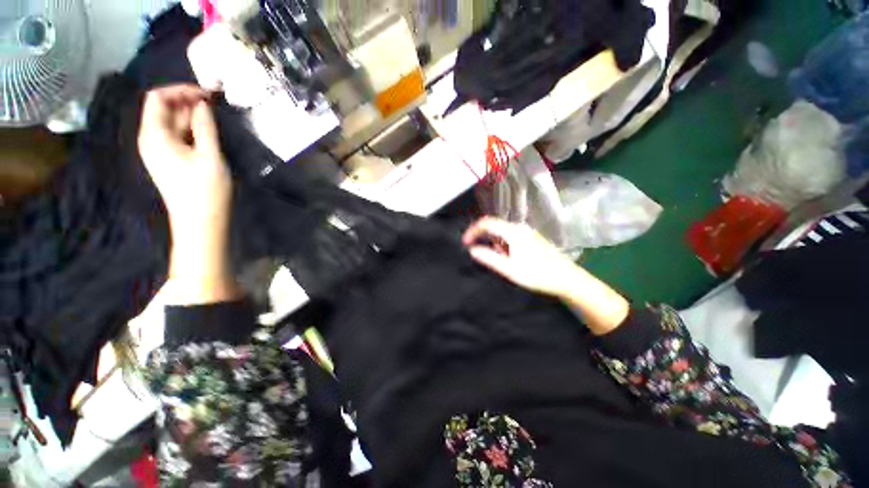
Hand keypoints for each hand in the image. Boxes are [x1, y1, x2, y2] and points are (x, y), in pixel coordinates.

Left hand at [138, 85, 238, 303]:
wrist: (200, 222)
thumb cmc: (206, 190)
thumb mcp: (210, 156)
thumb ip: (205, 126)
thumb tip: (203, 104)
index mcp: (154, 135)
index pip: (157, 98)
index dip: (180, 90)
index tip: (207, 95)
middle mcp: (151, 139)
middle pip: (163, 109)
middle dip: (187, 102)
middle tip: (215, 105)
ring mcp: (158, 151)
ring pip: (171, 123)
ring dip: (190, 116)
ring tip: (214, 118)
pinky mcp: (168, 160)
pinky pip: (176, 136)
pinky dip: (190, 129)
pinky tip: (207, 133)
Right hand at [462, 217, 580, 298]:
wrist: (567, 278)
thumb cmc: (538, 274)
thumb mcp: (509, 269)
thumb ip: (489, 258)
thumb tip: (472, 250)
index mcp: (513, 232)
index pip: (487, 223)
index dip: (472, 231)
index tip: (465, 243)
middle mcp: (519, 228)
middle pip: (494, 226)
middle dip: (482, 238)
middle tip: (477, 253)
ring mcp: (527, 232)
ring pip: (502, 232)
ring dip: (493, 243)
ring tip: (497, 260)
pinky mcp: (531, 239)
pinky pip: (510, 237)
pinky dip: (503, 245)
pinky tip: (508, 259)